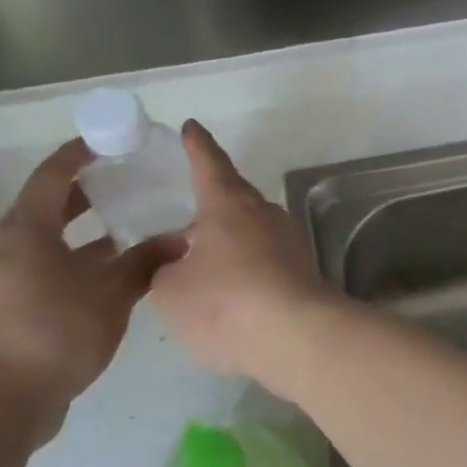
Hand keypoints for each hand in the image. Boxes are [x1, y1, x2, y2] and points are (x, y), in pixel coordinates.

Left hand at [0, 138, 172, 444]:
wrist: (0, 402)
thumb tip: (180, 239)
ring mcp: (14, 279)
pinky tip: (122, 271)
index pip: (54, 174)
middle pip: (53, 204)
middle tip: (134, 179)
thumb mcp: (109, 294)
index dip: (82, 152)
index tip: (115, 140)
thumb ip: (145, 262)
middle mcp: (14, 246)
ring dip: (92, 230)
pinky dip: (86, 260)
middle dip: (92, 190)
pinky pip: (57, 267)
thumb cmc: (52, 332)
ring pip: (57, 240)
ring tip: (137, 223)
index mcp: (27, 229)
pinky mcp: (20, 307)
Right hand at [148, 121, 335, 375]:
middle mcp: (263, 214)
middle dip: (212, 202)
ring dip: (229, 240)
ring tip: (202, 258)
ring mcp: (288, 243)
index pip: (209, 164)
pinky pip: (264, 261)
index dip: (197, 146)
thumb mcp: (172, 290)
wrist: (298, 338)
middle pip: (234, 198)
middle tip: (189, 208)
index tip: (192, 127)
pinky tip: (230, 291)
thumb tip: (176, 260)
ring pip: (251, 231)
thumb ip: (164, 270)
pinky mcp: (302, 273)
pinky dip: (245, 269)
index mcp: (228, 204)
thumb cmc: (225, 303)